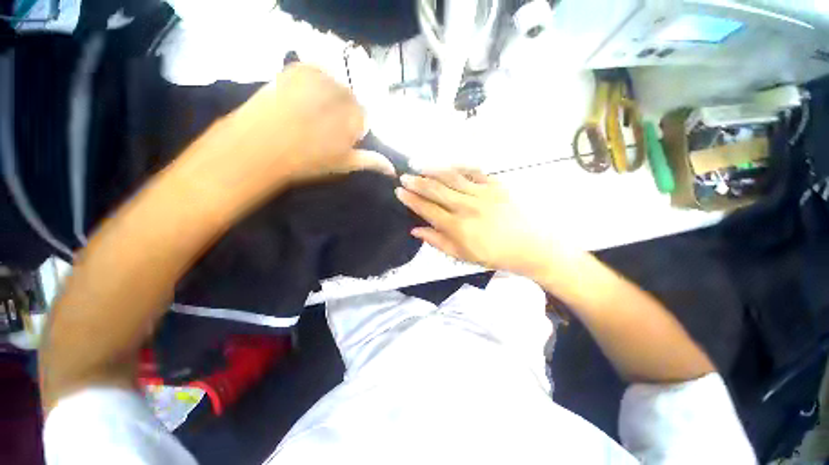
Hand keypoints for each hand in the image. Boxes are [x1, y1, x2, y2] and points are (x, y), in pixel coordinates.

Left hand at [179, 64, 393, 210]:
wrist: (260, 147)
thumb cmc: (307, 161)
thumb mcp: (344, 164)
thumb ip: (371, 161)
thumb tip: (393, 170)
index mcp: (355, 118)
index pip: (363, 118)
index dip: (351, 129)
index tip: (337, 140)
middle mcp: (343, 93)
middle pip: (350, 99)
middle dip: (341, 111)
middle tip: (321, 127)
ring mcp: (319, 78)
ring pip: (334, 85)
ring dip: (327, 96)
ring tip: (307, 113)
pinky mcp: (298, 69)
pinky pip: (314, 72)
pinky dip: (311, 82)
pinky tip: (298, 98)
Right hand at [395, 169, 560, 276]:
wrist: (530, 246)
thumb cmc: (494, 255)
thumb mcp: (463, 255)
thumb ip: (438, 242)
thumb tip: (415, 230)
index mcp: (458, 227)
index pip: (427, 209)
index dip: (411, 200)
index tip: (399, 192)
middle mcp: (467, 207)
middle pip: (436, 190)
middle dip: (417, 183)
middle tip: (404, 177)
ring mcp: (482, 194)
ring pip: (451, 177)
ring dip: (433, 171)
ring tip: (419, 166)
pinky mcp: (496, 185)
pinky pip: (473, 172)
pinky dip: (458, 167)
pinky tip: (448, 166)